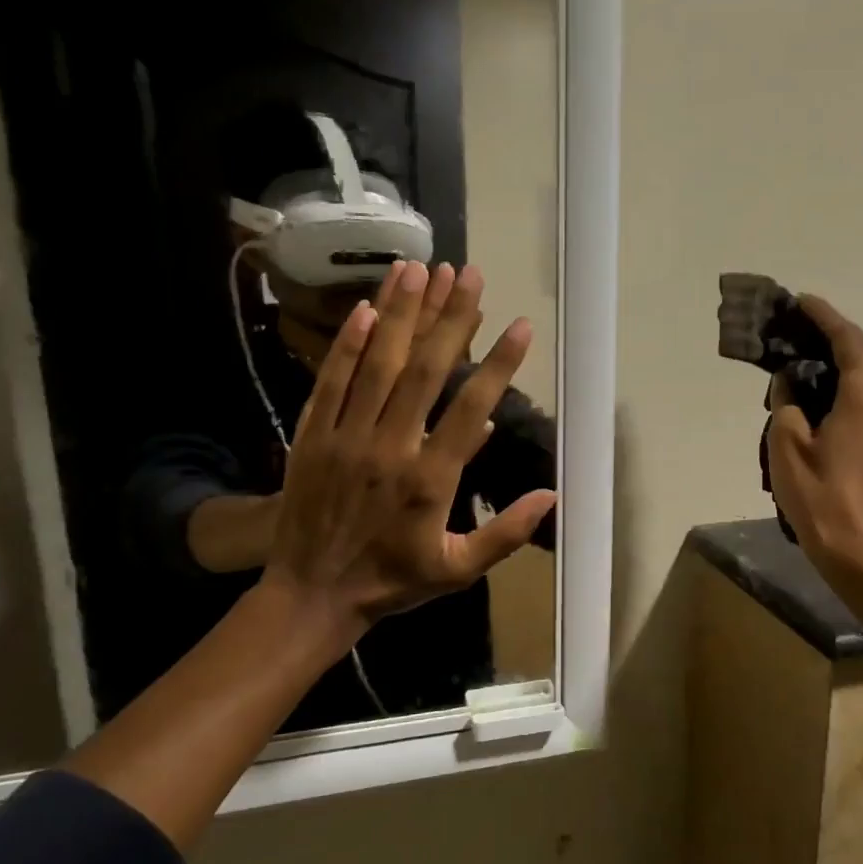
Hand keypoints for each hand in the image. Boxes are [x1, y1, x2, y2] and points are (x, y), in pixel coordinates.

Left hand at [263, 260, 557, 639]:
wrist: (311, 595)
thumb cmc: (391, 582)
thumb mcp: (457, 570)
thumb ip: (504, 534)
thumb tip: (551, 495)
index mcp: (430, 480)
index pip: (470, 409)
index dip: (498, 364)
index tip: (520, 325)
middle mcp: (389, 448)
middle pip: (423, 370)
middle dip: (450, 318)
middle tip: (468, 272)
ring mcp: (345, 437)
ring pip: (376, 364)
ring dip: (399, 313)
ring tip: (418, 268)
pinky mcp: (312, 435)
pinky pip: (331, 381)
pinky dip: (347, 344)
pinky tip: (363, 308)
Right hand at [767, 295, 862, 578]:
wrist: (855, 547)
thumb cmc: (817, 494)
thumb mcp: (786, 443)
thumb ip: (787, 401)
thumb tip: (789, 383)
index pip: (849, 340)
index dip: (825, 317)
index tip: (802, 301)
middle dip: (837, 337)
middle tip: (802, 332)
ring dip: (847, 362)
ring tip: (811, 361)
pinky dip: (854, 385)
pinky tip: (827, 398)